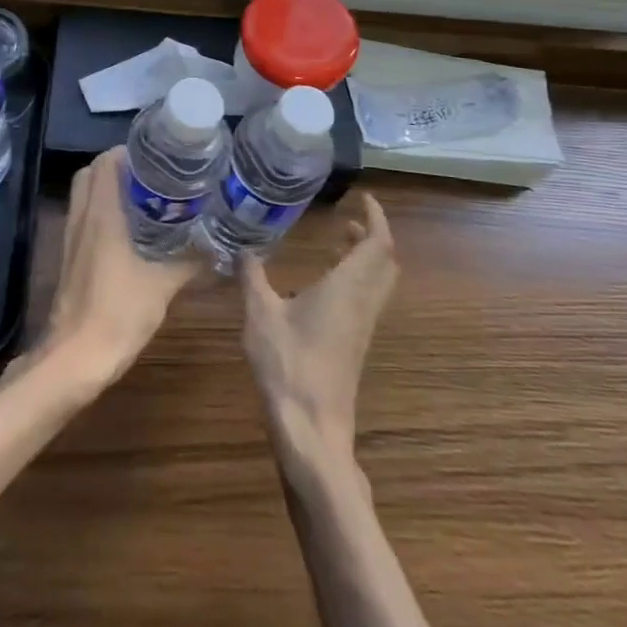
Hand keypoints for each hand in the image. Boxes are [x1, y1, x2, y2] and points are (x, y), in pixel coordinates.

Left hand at [34, 147, 199, 391]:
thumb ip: (191, 262)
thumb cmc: (118, 313)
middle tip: (154, 175)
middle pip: (92, 174)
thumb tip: (220, 249)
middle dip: (120, 167)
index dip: (129, 151)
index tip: (158, 155)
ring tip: (147, 197)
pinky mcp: (71, 259)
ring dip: (110, 189)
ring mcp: (72, 239)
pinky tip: (132, 231)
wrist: (75, 359)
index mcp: (102, 214)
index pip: (106, 162)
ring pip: (86, 196)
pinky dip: (104, 213)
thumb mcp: (163, 285)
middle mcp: (83, 218)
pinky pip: (85, 220)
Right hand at [241, 191, 397, 465]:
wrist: (312, 429)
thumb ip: (252, 277)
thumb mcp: (260, 315)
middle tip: (348, 220)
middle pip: (385, 262)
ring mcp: (362, 327)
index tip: (362, 198)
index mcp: (347, 287)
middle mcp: (362, 303)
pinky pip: (366, 301)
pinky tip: (322, 287)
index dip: (376, 217)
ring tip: (336, 245)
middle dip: (372, 236)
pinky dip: (355, 281)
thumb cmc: (288, 365)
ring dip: (365, 259)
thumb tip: (241, 248)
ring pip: (378, 283)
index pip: (378, 243)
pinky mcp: (355, 346)